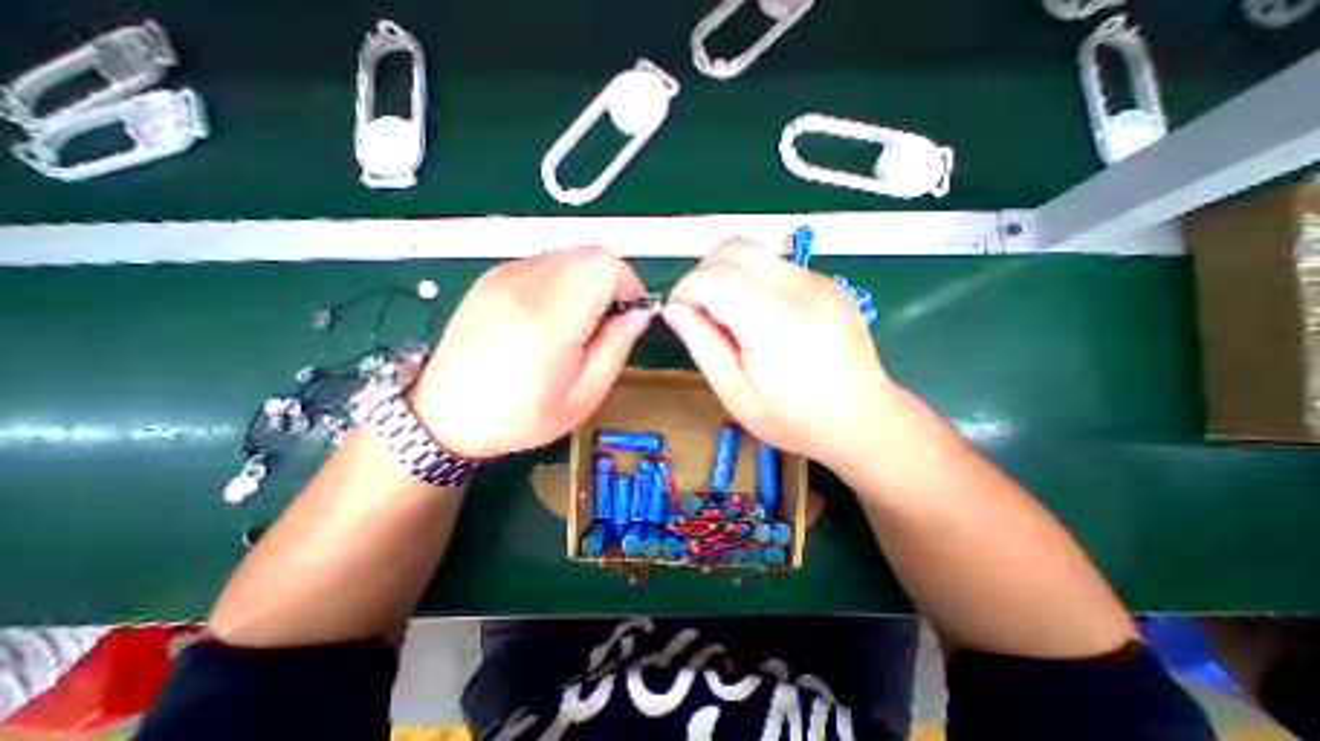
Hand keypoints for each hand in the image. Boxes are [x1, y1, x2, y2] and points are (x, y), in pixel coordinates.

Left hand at [410, 246, 647, 455]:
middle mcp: (524, 285)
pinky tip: (550, 317)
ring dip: (587, 283)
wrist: (444, 416)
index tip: (627, 315)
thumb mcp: (583, 396)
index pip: (605, 266)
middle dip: (610, 284)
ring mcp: (504, 276)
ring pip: (570, 256)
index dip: (628, 285)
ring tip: (575, 324)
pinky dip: (563, 282)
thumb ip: (616, 347)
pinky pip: (546, 264)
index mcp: (548, 319)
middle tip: (603, 324)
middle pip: (590, 254)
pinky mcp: (493, 276)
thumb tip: (639, 312)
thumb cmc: (518, 416)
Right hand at [667, 240, 902, 471]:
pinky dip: (749, 279)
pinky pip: (773, 265)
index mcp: (777, 322)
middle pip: (732, 250)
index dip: (684, 291)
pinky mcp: (826, 282)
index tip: (677, 316)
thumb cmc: (797, 421)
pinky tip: (756, 315)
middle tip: (698, 313)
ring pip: (752, 251)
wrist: (865, 420)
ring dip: (725, 274)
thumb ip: (703, 346)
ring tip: (726, 316)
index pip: (713, 278)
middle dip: (701, 275)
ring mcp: (819, 280)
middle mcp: (801, 288)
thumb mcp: (737, 396)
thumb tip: (674, 309)